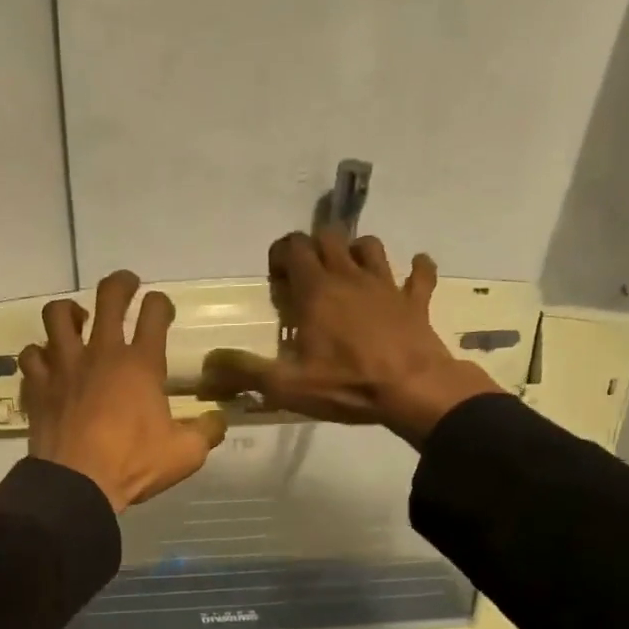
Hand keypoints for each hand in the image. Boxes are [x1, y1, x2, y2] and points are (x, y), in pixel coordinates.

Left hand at [21, 271, 227, 511]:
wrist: (77, 483)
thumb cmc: (133, 464)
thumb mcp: (185, 454)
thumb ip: (207, 432)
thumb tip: (219, 420)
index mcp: (141, 364)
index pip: (155, 313)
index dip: (161, 303)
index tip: (163, 308)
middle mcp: (102, 353)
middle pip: (108, 297)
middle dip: (120, 284)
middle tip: (127, 286)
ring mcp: (65, 366)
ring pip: (58, 315)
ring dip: (69, 311)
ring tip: (78, 321)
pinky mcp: (39, 385)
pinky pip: (32, 355)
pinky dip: (39, 354)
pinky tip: (47, 363)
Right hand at [200, 230, 501, 444]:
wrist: (413, 390)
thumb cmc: (346, 385)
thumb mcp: (286, 385)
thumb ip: (244, 371)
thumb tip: (208, 364)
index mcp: (317, 292)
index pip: (295, 248)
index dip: (282, 253)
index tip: (277, 276)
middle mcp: (350, 277)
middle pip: (330, 238)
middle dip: (314, 248)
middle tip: (306, 276)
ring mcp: (387, 285)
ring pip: (371, 247)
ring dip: (356, 253)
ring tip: (347, 274)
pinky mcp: (416, 301)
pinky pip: (420, 274)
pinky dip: (416, 269)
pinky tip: (412, 272)